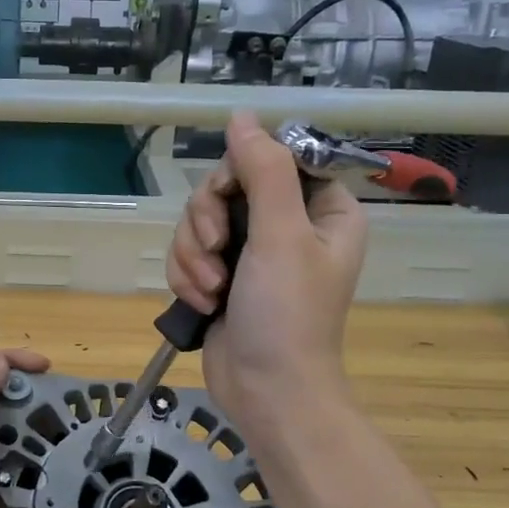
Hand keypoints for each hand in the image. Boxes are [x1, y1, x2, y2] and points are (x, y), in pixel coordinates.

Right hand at [166, 112, 367, 438]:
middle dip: (207, 223)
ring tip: (210, 290)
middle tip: (215, 251)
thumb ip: (263, 171)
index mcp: (321, 209)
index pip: (270, 159)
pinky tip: (201, 303)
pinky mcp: (222, 278)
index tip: (225, 200)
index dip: (237, 173)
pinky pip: (189, 253)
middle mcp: (287, 225)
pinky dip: (187, 277)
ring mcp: (251, 253)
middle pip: (225, 188)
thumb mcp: (280, 236)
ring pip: (199, 222)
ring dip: (193, 255)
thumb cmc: (287, 314)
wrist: (266, 392)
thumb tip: (242, 115)